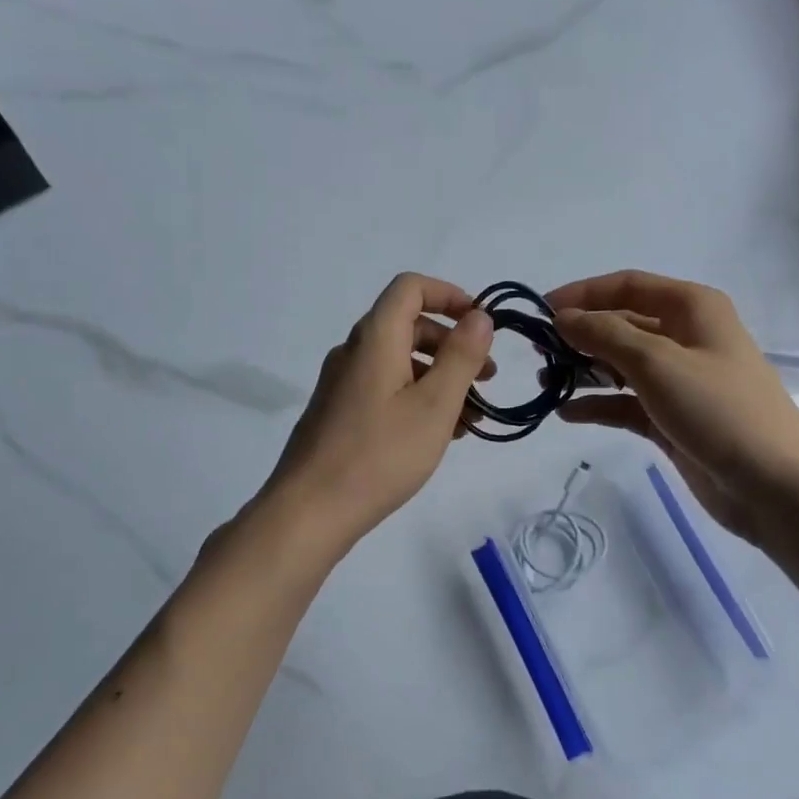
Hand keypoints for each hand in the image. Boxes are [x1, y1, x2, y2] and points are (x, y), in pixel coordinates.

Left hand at [257, 274, 493, 552]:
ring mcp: (343, 383)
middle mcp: (354, 352)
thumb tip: (478, 317)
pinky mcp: (339, 412)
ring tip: (471, 418)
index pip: (410, 287)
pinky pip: (386, 389)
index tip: (482, 324)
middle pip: (409, 326)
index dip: (450, 295)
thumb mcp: (434, 406)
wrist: (310, 510)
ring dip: (440, 379)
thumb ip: (461, 356)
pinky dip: (417, 399)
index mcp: (375, 338)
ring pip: (400, 363)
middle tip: (488, 379)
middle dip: (454, 346)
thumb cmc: (380, 454)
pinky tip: (440, 434)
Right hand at [549, 271, 798, 542]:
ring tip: (544, 382)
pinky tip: (567, 413)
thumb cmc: (719, 409)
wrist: (774, 485)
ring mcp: (678, 380)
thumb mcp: (657, 363)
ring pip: (620, 364)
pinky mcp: (671, 418)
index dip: (583, 294)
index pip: (627, 286)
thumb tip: (562, 317)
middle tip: (538, 353)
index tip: (541, 311)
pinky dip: (598, 404)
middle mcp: (685, 337)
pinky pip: (625, 403)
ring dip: (584, 370)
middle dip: (580, 334)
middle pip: (621, 324)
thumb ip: (604, 334)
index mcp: (691, 308)